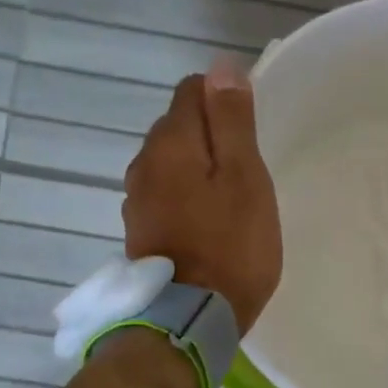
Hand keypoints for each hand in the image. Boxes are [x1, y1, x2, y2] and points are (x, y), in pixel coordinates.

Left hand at [124, 64, 281, 333]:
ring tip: (231, 197)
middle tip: (248, 169)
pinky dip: (186, 195)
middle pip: (179, 126)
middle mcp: (143, 163)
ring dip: (199, 167)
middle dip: (211, 135)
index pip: (192, 90)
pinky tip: (208, 221)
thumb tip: (221, 67)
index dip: (224, 99)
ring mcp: (136, 199)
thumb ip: (232, 121)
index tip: (250, 131)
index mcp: (170, 142)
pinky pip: (166, 193)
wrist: (191, 320)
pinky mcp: (140, 229)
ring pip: (171, 162)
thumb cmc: (230, 245)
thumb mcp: (244, 177)